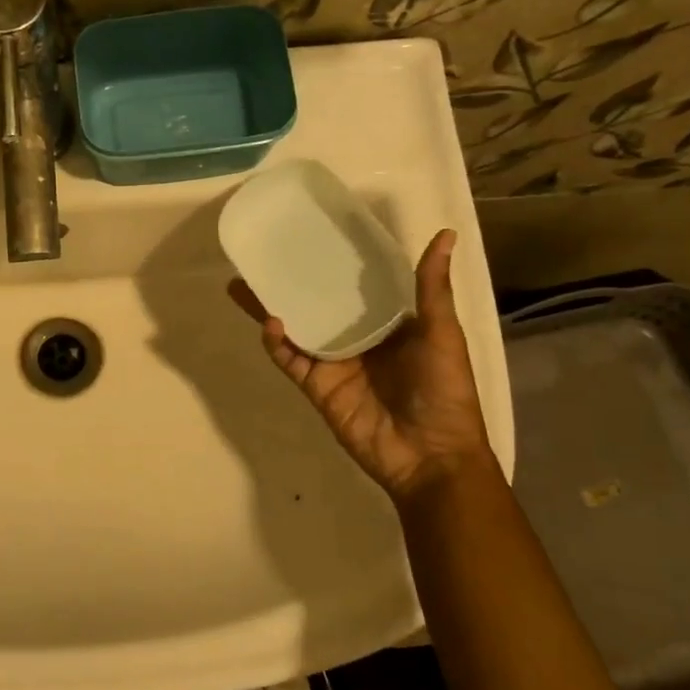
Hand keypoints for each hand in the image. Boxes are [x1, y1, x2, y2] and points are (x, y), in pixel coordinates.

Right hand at [228, 228, 491, 502]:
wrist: (431, 456)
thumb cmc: (445, 392)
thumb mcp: (444, 335)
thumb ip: (432, 289)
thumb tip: (446, 234)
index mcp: (389, 324)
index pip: (357, 286)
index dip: (337, 263)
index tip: (315, 233)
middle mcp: (357, 339)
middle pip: (318, 305)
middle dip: (292, 284)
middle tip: (264, 257)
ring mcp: (334, 363)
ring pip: (297, 329)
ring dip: (271, 308)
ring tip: (244, 284)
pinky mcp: (317, 386)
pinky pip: (291, 360)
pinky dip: (277, 344)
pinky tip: (271, 323)